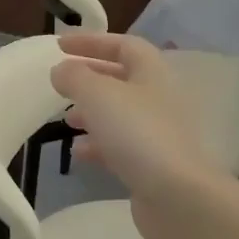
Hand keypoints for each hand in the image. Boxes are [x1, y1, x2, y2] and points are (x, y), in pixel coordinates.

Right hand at [50, 33, 229, 238]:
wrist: (178, 196)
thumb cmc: (138, 134)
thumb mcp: (98, 95)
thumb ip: (74, 77)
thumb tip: (61, 70)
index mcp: (152, 73)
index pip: (124, 45)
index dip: (92, 42)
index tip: (60, 45)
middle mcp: (159, 99)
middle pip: (122, 80)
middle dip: (90, 79)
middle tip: (61, 84)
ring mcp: (158, 133)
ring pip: (120, 114)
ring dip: (91, 113)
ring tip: (66, 120)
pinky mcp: (152, 164)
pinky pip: (120, 146)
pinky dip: (98, 145)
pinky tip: (79, 153)